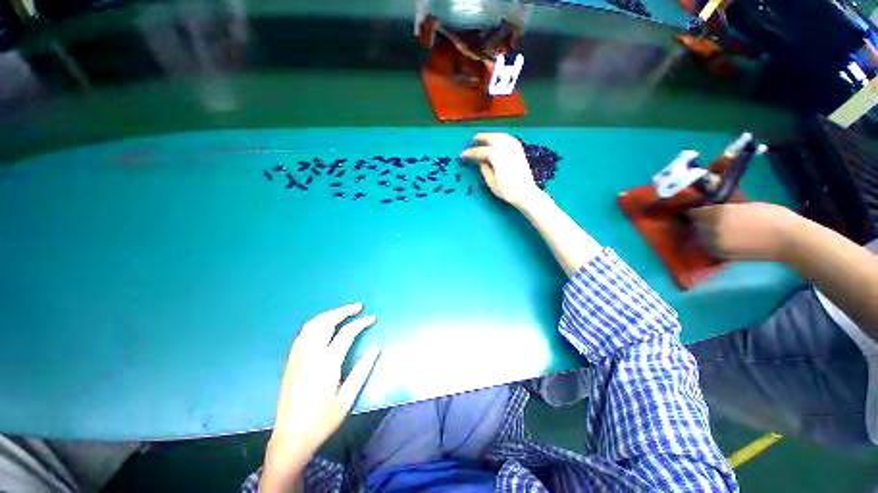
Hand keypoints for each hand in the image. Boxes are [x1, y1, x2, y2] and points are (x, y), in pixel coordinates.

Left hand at [261, 303, 379, 491]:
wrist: (290, 438)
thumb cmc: (322, 421)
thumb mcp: (347, 398)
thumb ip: (362, 370)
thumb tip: (376, 348)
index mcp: (326, 363)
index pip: (346, 333)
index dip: (361, 322)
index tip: (372, 318)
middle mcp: (310, 355)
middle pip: (326, 322)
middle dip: (343, 310)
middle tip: (358, 307)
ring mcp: (298, 357)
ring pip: (312, 325)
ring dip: (328, 314)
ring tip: (343, 313)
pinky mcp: (291, 362)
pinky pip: (303, 334)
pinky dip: (316, 324)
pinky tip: (323, 327)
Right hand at [460, 132, 541, 209]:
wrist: (526, 192)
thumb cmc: (507, 190)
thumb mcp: (491, 182)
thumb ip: (484, 169)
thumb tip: (481, 161)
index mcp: (496, 155)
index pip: (479, 152)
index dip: (470, 153)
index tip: (462, 155)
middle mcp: (505, 147)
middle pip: (490, 138)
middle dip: (480, 138)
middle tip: (472, 140)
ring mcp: (514, 147)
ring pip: (500, 136)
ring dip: (490, 135)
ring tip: (484, 139)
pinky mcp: (520, 150)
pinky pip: (508, 138)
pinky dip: (501, 137)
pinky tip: (499, 140)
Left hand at [689, 202, 799, 260]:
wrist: (788, 239)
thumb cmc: (772, 216)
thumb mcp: (745, 205)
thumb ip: (725, 207)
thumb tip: (712, 206)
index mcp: (717, 212)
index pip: (694, 212)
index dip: (696, 212)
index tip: (699, 211)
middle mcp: (711, 227)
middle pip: (695, 225)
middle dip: (699, 223)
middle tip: (707, 221)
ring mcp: (714, 242)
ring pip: (699, 237)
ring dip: (703, 234)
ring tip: (715, 231)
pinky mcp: (720, 254)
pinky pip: (708, 247)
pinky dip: (710, 244)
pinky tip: (721, 240)